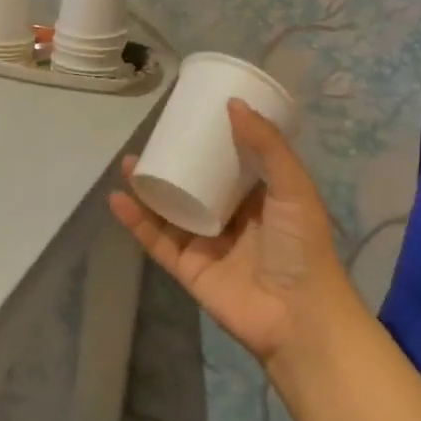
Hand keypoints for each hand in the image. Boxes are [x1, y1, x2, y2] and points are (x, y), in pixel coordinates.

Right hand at [109, 101, 361, 367]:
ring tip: (128, 165)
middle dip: (173, 164)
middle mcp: (231, 219)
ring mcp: (207, 245)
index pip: (231, 163)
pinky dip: (137, 222)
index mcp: (261, 198)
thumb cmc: (302, 246)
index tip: (190, 118)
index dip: (211, 142)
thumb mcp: (293, 187)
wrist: (298, 316)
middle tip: (151, 140)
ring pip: (170, 212)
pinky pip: (157, 241)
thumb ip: (267, 146)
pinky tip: (118, 200)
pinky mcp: (187, 269)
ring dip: (149, 190)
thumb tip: (233, 104)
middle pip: (195, 186)